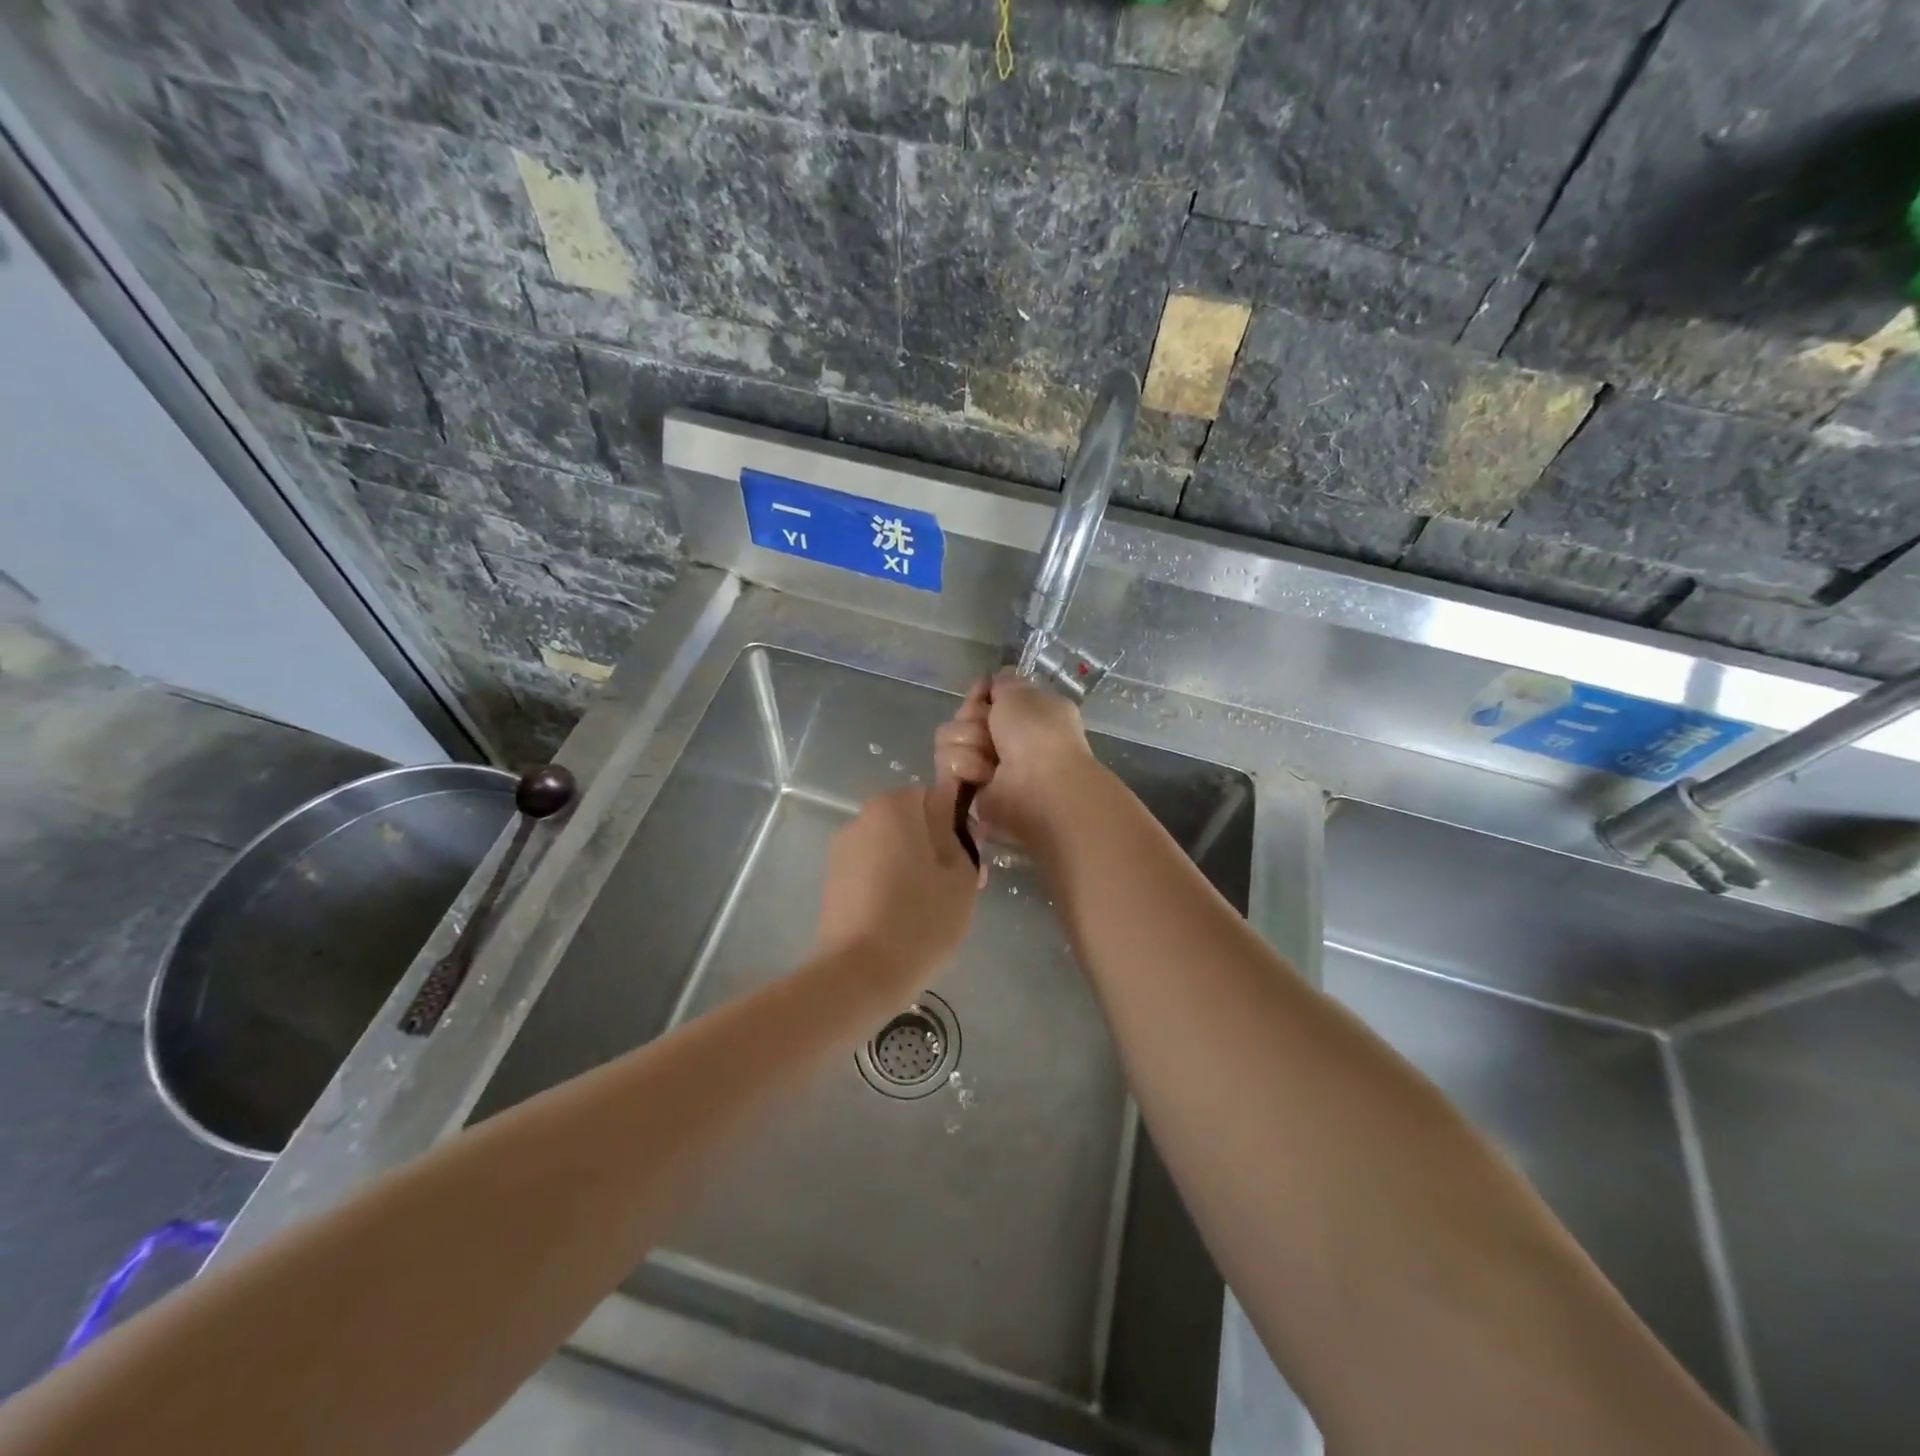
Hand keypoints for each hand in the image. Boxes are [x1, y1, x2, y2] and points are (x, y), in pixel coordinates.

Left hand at [815, 781, 981, 988]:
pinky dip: (889, 885)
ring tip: (931, 908)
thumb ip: (961, 837)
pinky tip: (903, 919)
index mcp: (893, 806)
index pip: (934, 796)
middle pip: (910, 822)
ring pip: (891, 849)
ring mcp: (841, 852)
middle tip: (956, 887)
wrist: (859, 975)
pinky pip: (872, 872)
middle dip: (934, 846)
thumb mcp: (962, 876)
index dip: (956, 823)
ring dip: (912, 866)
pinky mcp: (832, 883)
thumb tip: (956, 816)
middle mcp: (861, 819)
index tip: (968, 857)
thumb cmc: (921, 919)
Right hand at [934, 670, 1094, 843]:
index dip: (980, 693)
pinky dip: (964, 767)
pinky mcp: (965, 790)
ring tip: (991, 761)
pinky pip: (946, 766)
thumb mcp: (1024, 693)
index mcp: (1024, 715)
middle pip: (963, 716)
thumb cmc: (1038, 735)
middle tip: (992, 732)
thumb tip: (995, 681)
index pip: (984, 696)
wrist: (1038, 785)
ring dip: (968, 744)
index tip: (983, 694)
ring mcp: (983, 766)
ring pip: (948, 739)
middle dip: (973, 719)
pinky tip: (982, 776)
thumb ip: (1005, 682)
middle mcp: (1003, 740)